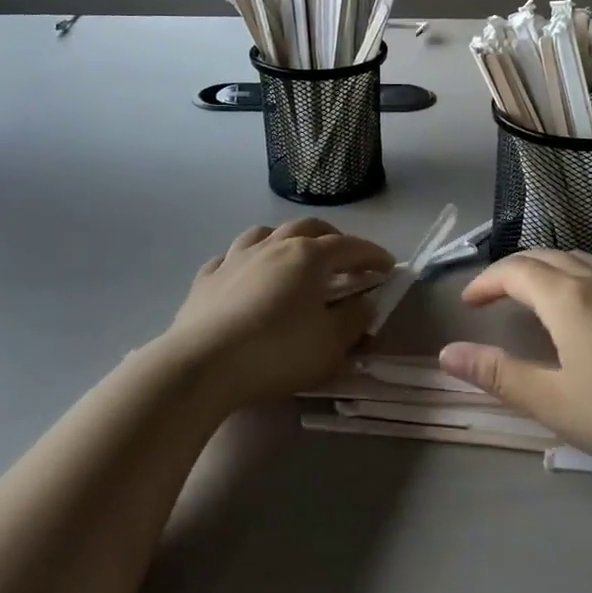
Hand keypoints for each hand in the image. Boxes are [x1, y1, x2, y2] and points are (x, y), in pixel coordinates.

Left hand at [160, 219, 393, 410]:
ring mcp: (236, 258)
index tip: (388, 266)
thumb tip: (366, 303)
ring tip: (294, 254)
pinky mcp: (207, 278)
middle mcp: (274, 246)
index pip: (350, 247)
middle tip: (345, 257)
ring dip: (286, 239)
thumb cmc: (277, 352)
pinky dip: (246, 260)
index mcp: (309, 257)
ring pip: (266, 233)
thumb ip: (354, 320)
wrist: (203, 365)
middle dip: (332, 238)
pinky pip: (230, 257)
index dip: (372, 255)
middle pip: (309, 228)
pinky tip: (245, 273)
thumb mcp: (330, 345)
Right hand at [441, 250, 591, 476]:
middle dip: (511, 272)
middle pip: (544, 257)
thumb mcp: (553, 401)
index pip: (515, 272)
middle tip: (491, 297)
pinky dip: (572, 276)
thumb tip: (448, 353)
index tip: (468, 304)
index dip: (486, 282)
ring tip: (530, 296)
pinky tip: (580, 309)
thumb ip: (498, 374)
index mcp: (568, 297)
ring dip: (544, 269)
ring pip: (575, 259)